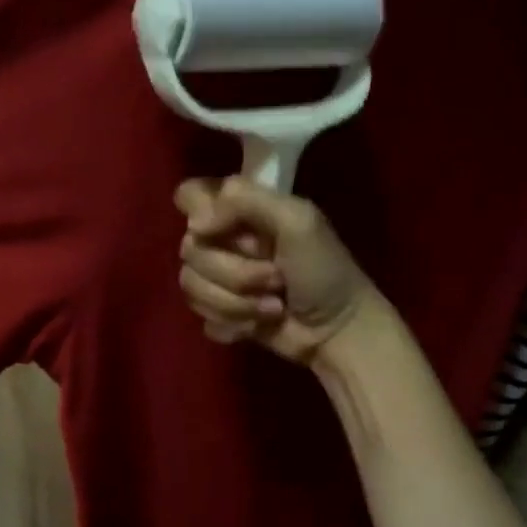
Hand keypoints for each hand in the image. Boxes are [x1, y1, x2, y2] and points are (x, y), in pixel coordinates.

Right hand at [174, 175, 383, 366]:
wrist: (337, 330)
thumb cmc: (324, 269)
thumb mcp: (296, 220)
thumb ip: (245, 201)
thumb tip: (194, 224)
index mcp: (240, 210)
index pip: (188, 196)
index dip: (198, 216)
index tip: (217, 231)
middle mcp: (223, 240)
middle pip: (189, 249)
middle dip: (235, 272)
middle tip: (276, 277)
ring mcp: (218, 279)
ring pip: (191, 286)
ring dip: (237, 302)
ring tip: (273, 306)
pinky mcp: (219, 313)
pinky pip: (201, 316)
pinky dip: (233, 323)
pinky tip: (259, 324)